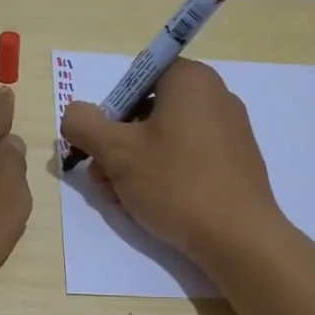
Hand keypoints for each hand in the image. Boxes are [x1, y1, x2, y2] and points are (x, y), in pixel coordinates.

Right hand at [61, 59, 279, 260]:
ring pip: (166, 138)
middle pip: (149, 110)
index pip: (137, 77)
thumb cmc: (176, 183)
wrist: (239, 237)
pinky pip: (190, 157)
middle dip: (118, 144)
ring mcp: (231, 130)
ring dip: (135, 164)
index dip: (112, 109)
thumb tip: (75, 114)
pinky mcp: (237, 162)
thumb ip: (84, 124)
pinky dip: (165, 174)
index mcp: (191, 79)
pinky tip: (152, 204)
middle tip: (103, 179)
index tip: (102, 144)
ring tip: (121, 198)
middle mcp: (216, 96)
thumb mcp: (116, 152)